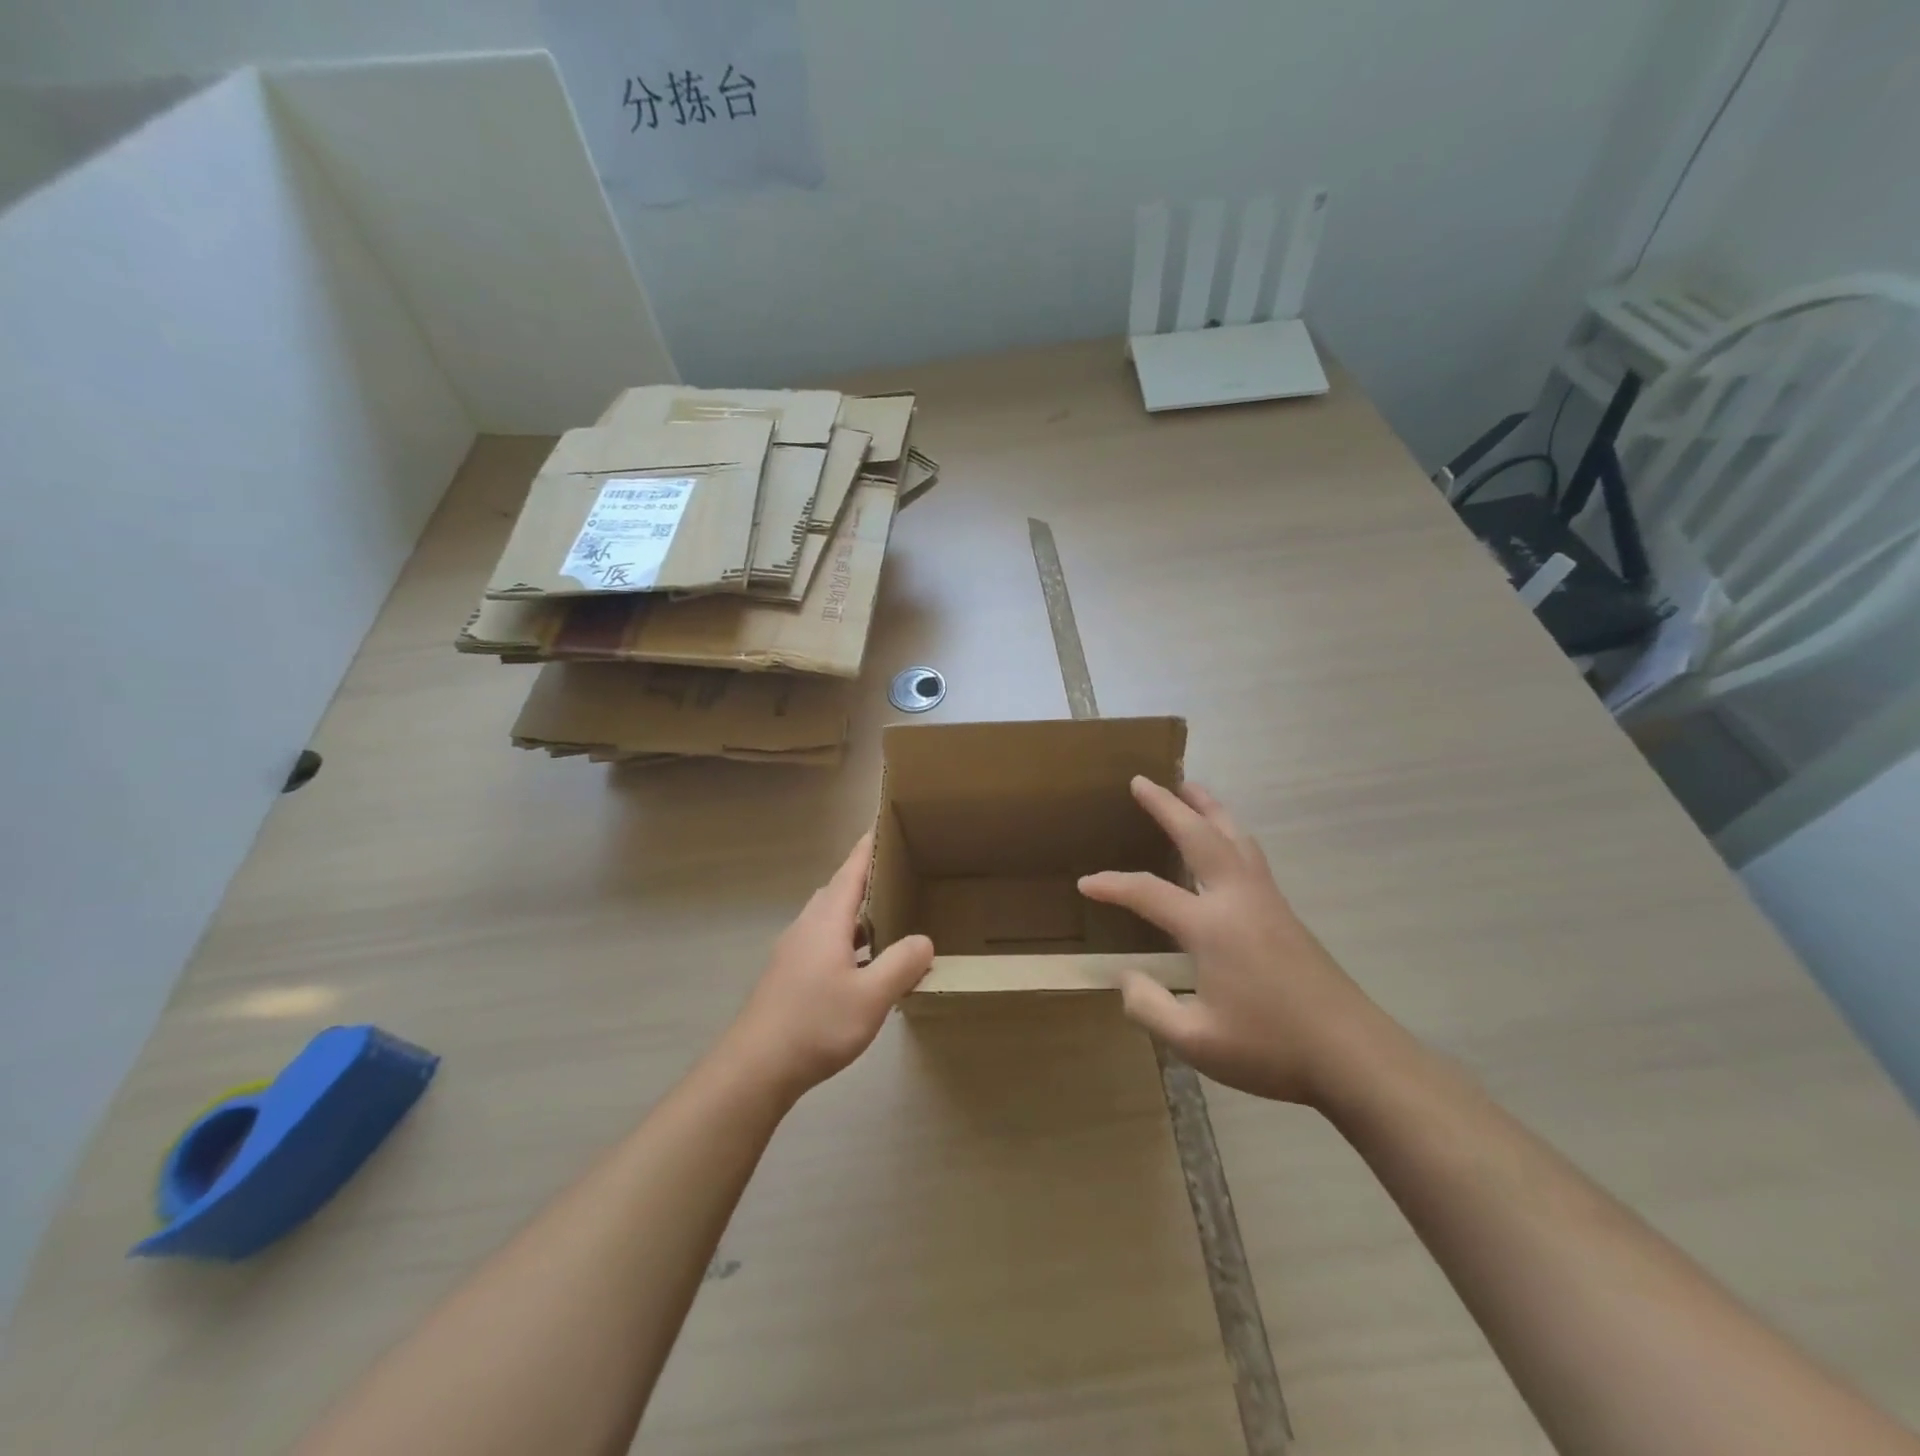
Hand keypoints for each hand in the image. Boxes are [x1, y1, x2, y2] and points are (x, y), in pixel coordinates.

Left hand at [722, 833, 933, 1099]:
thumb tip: (924, 940)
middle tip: (901, 874)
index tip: (886, 823)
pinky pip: (825, 942)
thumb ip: (902, 964)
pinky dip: (848, 940)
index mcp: (827, 920)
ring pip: (831, 919)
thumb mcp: (872, 997)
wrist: (756, 1067)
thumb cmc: (816, 1024)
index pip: (852, 870)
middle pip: (840, 891)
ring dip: (859, 914)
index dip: (869, 847)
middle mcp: (808, 926)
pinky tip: (865, 966)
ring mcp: (794, 951)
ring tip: (891, 918)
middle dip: (867, 879)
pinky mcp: (789, 975)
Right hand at [1079, 777, 1381, 1105]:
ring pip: (1234, 837)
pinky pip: (1250, 855)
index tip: (1086, 883)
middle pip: (1200, 836)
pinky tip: (1226, 843)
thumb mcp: (1197, 1041)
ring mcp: (1267, 902)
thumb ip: (1150, 1007)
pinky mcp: (1285, 913)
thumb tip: (1128, 978)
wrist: (1354, 1055)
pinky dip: (1229, 833)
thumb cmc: (1271, 1048)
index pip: (1148, 892)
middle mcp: (1238, 899)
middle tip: (1142, 781)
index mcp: (1212, 926)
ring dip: (1208, 808)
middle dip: (1167, 805)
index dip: (1112, 885)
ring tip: (1190, 788)